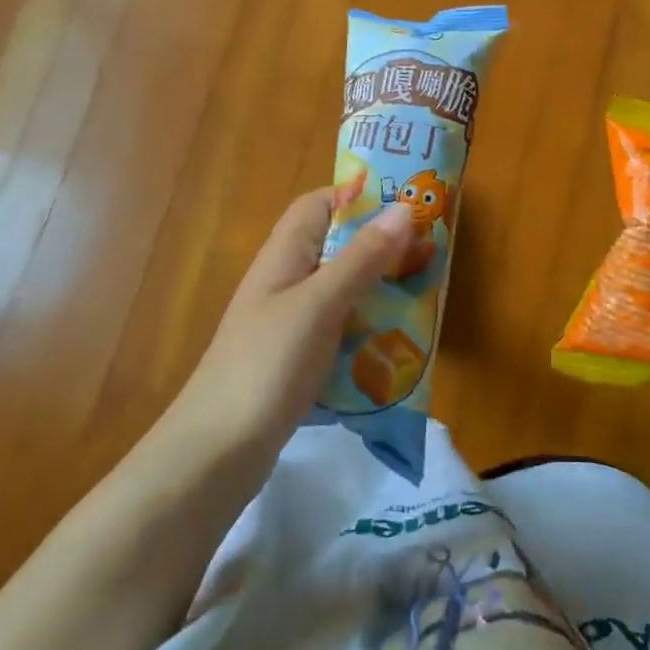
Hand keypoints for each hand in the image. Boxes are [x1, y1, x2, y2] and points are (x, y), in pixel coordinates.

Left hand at [172, 191, 413, 443]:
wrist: (219, 450)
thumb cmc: (269, 363)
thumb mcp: (320, 303)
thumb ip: (362, 258)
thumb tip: (403, 208)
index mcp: (284, 255)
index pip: (320, 205)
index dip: (360, 198)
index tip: (408, 207)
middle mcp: (286, 281)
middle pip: (337, 248)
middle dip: (382, 249)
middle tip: (430, 257)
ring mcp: (291, 322)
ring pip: (344, 291)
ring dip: (380, 292)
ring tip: (425, 298)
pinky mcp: (298, 359)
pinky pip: (341, 330)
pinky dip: (368, 331)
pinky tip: (396, 346)